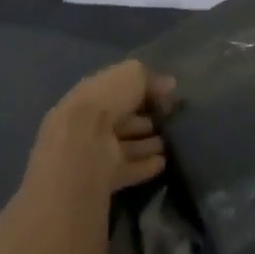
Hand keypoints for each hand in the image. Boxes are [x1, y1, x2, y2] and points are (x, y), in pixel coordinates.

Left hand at [30, 60, 174, 196]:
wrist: (82, 147)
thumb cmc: (106, 101)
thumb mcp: (132, 75)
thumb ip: (151, 78)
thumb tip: (170, 85)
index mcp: (93, 94)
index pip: (120, 92)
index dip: (142, 93)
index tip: (166, 96)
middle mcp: (92, 123)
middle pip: (123, 122)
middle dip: (145, 121)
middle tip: (170, 122)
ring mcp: (96, 152)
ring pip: (126, 146)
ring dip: (147, 145)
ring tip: (171, 143)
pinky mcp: (103, 178)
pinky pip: (128, 170)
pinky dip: (144, 166)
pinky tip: (163, 163)